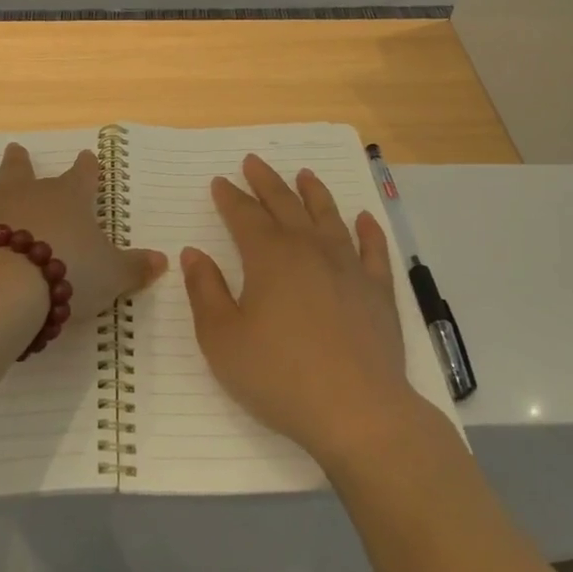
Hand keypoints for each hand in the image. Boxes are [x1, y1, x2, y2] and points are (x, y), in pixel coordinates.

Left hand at [0, 143, 166, 328]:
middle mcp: (21, 202)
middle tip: (14, 148)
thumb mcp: (113, 274)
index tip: (87, 156)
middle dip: (18, 162)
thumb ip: (136, 268)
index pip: (80, 177)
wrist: (11, 287)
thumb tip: (164, 262)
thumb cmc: (68, 271)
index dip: (86, 169)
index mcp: (64, 201)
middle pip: (19, 175)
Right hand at [181, 155, 420, 466]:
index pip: (244, 216)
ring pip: (329, 217)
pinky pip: (373, 250)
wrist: (357, 410)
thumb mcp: (222, 339)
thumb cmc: (279, 376)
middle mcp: (309, 250)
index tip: (220, 181)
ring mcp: (348, 267)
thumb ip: (205, 291)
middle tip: (253, 161)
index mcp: (268, 257)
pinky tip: (364, 218)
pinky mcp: (378, 291)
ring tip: (305, 174)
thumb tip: (194, 253)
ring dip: (314, 193)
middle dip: (266, 182)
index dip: (230, 197)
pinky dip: (368, 230)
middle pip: (285, 205)